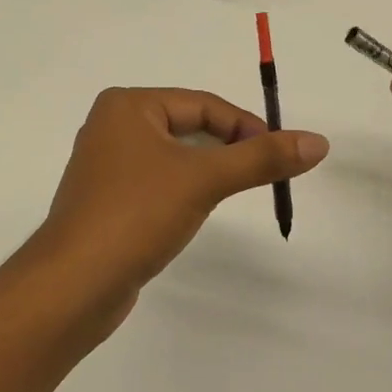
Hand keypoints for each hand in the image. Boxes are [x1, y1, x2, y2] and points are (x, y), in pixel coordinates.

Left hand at [34, 87, 328, 324]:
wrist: (73, 286)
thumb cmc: (136, 215)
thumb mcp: (205, 179)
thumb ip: (262, 158)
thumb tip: (318, 141)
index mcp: (128, 106)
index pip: (203, 105)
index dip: (246, 126)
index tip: (279, 153)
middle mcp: (112, 126)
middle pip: (189, 127)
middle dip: (228, 149)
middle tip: (261, 174)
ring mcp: (106, 166)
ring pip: (175, 157)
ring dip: (207, 171)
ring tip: (230, 194)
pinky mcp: (107, 200)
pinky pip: (158, 182)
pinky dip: (184, 191)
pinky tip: (192, 213)